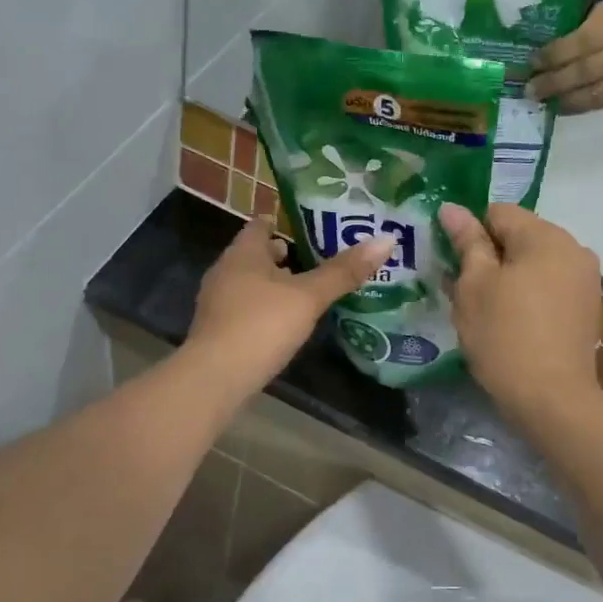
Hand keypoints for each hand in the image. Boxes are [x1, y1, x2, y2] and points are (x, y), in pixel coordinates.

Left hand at [186, 218, 390, 391]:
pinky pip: (246, 309)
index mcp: (242, 253)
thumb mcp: (308, 297)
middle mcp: (224, 271)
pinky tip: (285, 323)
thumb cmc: (261, 325)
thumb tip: (387, 239)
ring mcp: (217, 303)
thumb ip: (343, 272)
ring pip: (250, 283)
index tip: (312, 226)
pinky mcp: (218, 331)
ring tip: (308, 291)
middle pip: (255, 254)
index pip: (260, 224)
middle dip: (284, 255)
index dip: (284, 222)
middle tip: (320, 258)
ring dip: (275, 284)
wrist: (215, 379)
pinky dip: (265, 309)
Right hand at [440, 203, 602, 420]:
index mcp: (546, 236)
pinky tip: (511, 323)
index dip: (469, 232)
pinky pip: (549, 286)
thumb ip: (466, 242)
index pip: (498, 212)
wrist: (551, 398)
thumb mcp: (474, 286)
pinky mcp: (587, 307)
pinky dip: (528, 295)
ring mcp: (585, 279)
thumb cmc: (504, 335)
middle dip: (489, 256)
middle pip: (519, 236)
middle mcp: (574, 248)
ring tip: (485, 310)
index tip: (452, 263)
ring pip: (534, 263)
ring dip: (508, 277)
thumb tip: (452, 208)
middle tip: (462, 290)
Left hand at [527, 0, 602, 112]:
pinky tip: (564, 106)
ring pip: (599, 94)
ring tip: (543, 101)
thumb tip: (553, 49)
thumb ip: (591, 24)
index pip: (587, 41)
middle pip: (590, 71)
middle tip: (530, 89)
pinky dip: (584, 106)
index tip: (532, 62)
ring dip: (566, 100)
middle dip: (555, 82)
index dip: (556, 55)